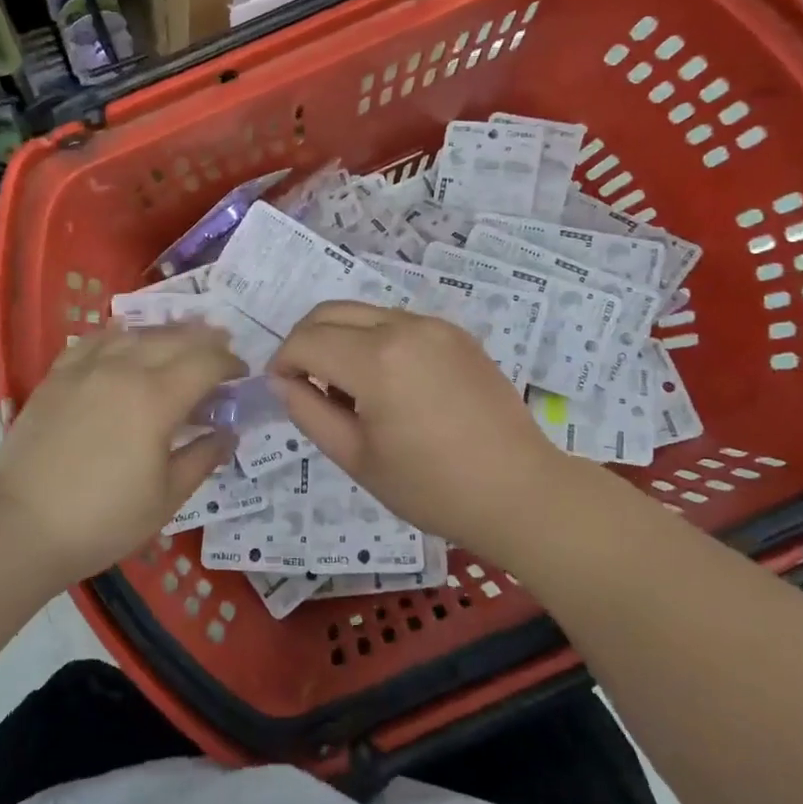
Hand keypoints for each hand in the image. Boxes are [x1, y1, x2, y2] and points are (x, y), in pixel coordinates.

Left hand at [0, 323, 244, 581]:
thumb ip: (202, 457)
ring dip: (165, 333)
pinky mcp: (57, 377)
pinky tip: (124, 341)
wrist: (21, 526)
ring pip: (135, 333)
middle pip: (174, 338)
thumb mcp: (166, 497)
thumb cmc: (103, 519)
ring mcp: (86, 369)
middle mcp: (123, 369)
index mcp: (156, 398)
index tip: (242, 374)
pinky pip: (95, 341)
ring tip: (181, 337)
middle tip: (222, 348)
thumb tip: (227, 433)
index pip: (206, 362)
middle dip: (205, 340)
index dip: (230, 364)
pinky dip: (119, 336)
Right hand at [269, 302, 582, 550]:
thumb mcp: (356, 458)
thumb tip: (284, 381)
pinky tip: (387, 382)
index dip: (283, 362)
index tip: (283, 389)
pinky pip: (398, 322)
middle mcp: (404, 327)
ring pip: (364, 312)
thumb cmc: (431, 487)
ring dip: (340, 338)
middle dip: (305, 340)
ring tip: (349, 388)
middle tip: (304, 382)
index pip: (306, 341)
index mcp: (376, 361)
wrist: (519, 491)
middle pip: (331, 312)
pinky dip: (374, 339)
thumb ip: (308, 411)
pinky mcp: (457, 333)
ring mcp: (435, 326)